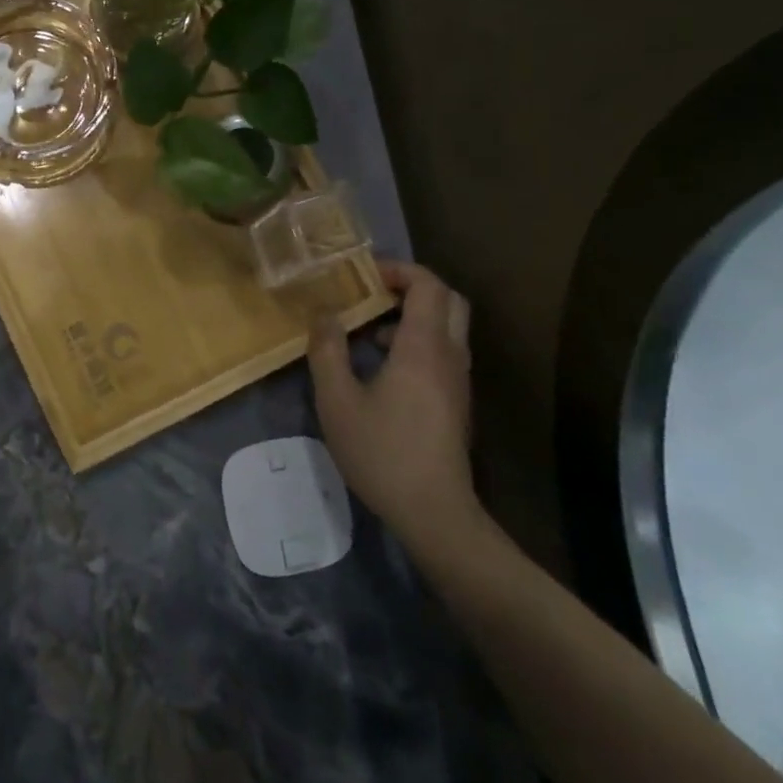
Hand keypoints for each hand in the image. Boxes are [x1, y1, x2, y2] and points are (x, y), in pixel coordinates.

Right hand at [307, 261, 481, 551]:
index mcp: (424, 348)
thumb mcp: (337, 401)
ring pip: (448, 327)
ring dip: (413, 316)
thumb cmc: (383, 452)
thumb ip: (327, 351)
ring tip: (369, 331)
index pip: (429, 285)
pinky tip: (382, 368)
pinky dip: (417, 342)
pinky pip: (443, 352)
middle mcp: (450, 356)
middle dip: (412, 286)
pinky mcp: (456, 402)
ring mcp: (458, 380)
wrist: (435, 513)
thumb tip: (324, 314)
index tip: (363, 275)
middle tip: (374, 292)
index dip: (399, 269)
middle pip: (449, 300)